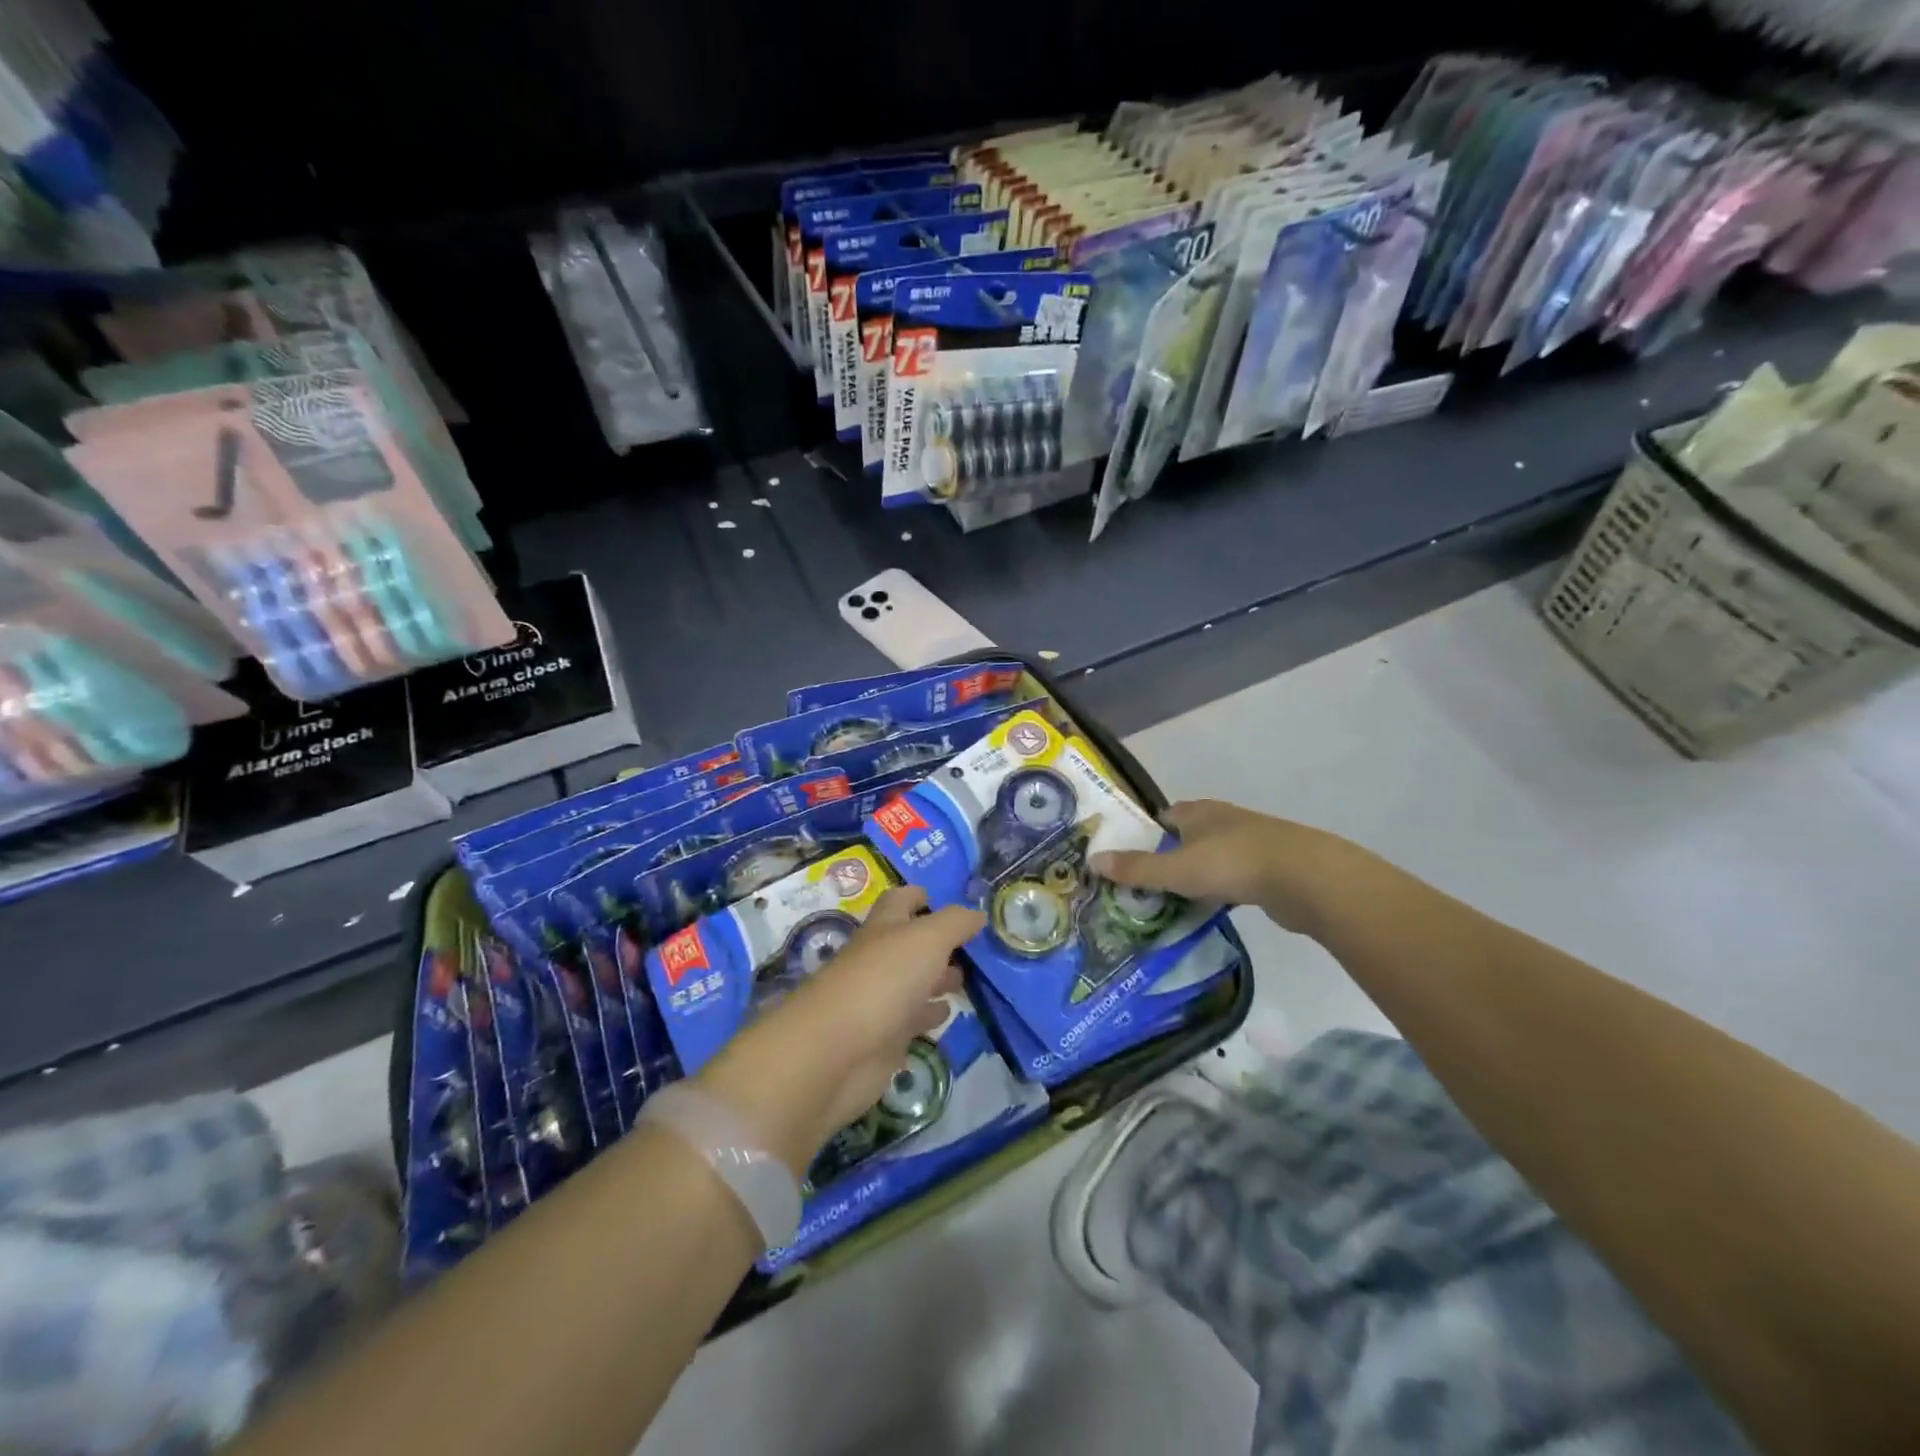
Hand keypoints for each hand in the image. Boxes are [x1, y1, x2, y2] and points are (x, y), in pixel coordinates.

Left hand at [691, 888, 982, 1177]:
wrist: (836, 1053)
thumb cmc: (883, 981)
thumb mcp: (927, 939)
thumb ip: (955, 923)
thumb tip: (977, 913)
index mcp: (884, 928)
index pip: (899, 900)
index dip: (919, 895)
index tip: (943, 897)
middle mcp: (879, 959)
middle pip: (909, 944)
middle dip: (938, 943)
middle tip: (972, 946)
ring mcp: (879, 1000)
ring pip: (913, 982)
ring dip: (937, 979)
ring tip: (966, 979)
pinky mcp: (883, 1039)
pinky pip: (912, 1021)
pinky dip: (929, 1014)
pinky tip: (947, 1014)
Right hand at [1090, 799, 1359, 934]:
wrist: (1305, 878)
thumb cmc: (1233, 863)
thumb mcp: (1176, 869)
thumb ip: (1136, 868)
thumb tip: (1091, 861)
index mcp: (1198, 812)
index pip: (1164, 817)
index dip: (1145, 834)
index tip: (1128, 858)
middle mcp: (1222, 820)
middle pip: (1187, 837)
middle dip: (1168, 857)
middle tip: (1144, 885)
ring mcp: (1250, 843)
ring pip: (1211, 858)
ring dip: (1195, 876)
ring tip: (1172, 901)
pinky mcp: (1270, 869)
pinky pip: (1233, 878)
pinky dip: (1219, 890)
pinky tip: (1209, 909)